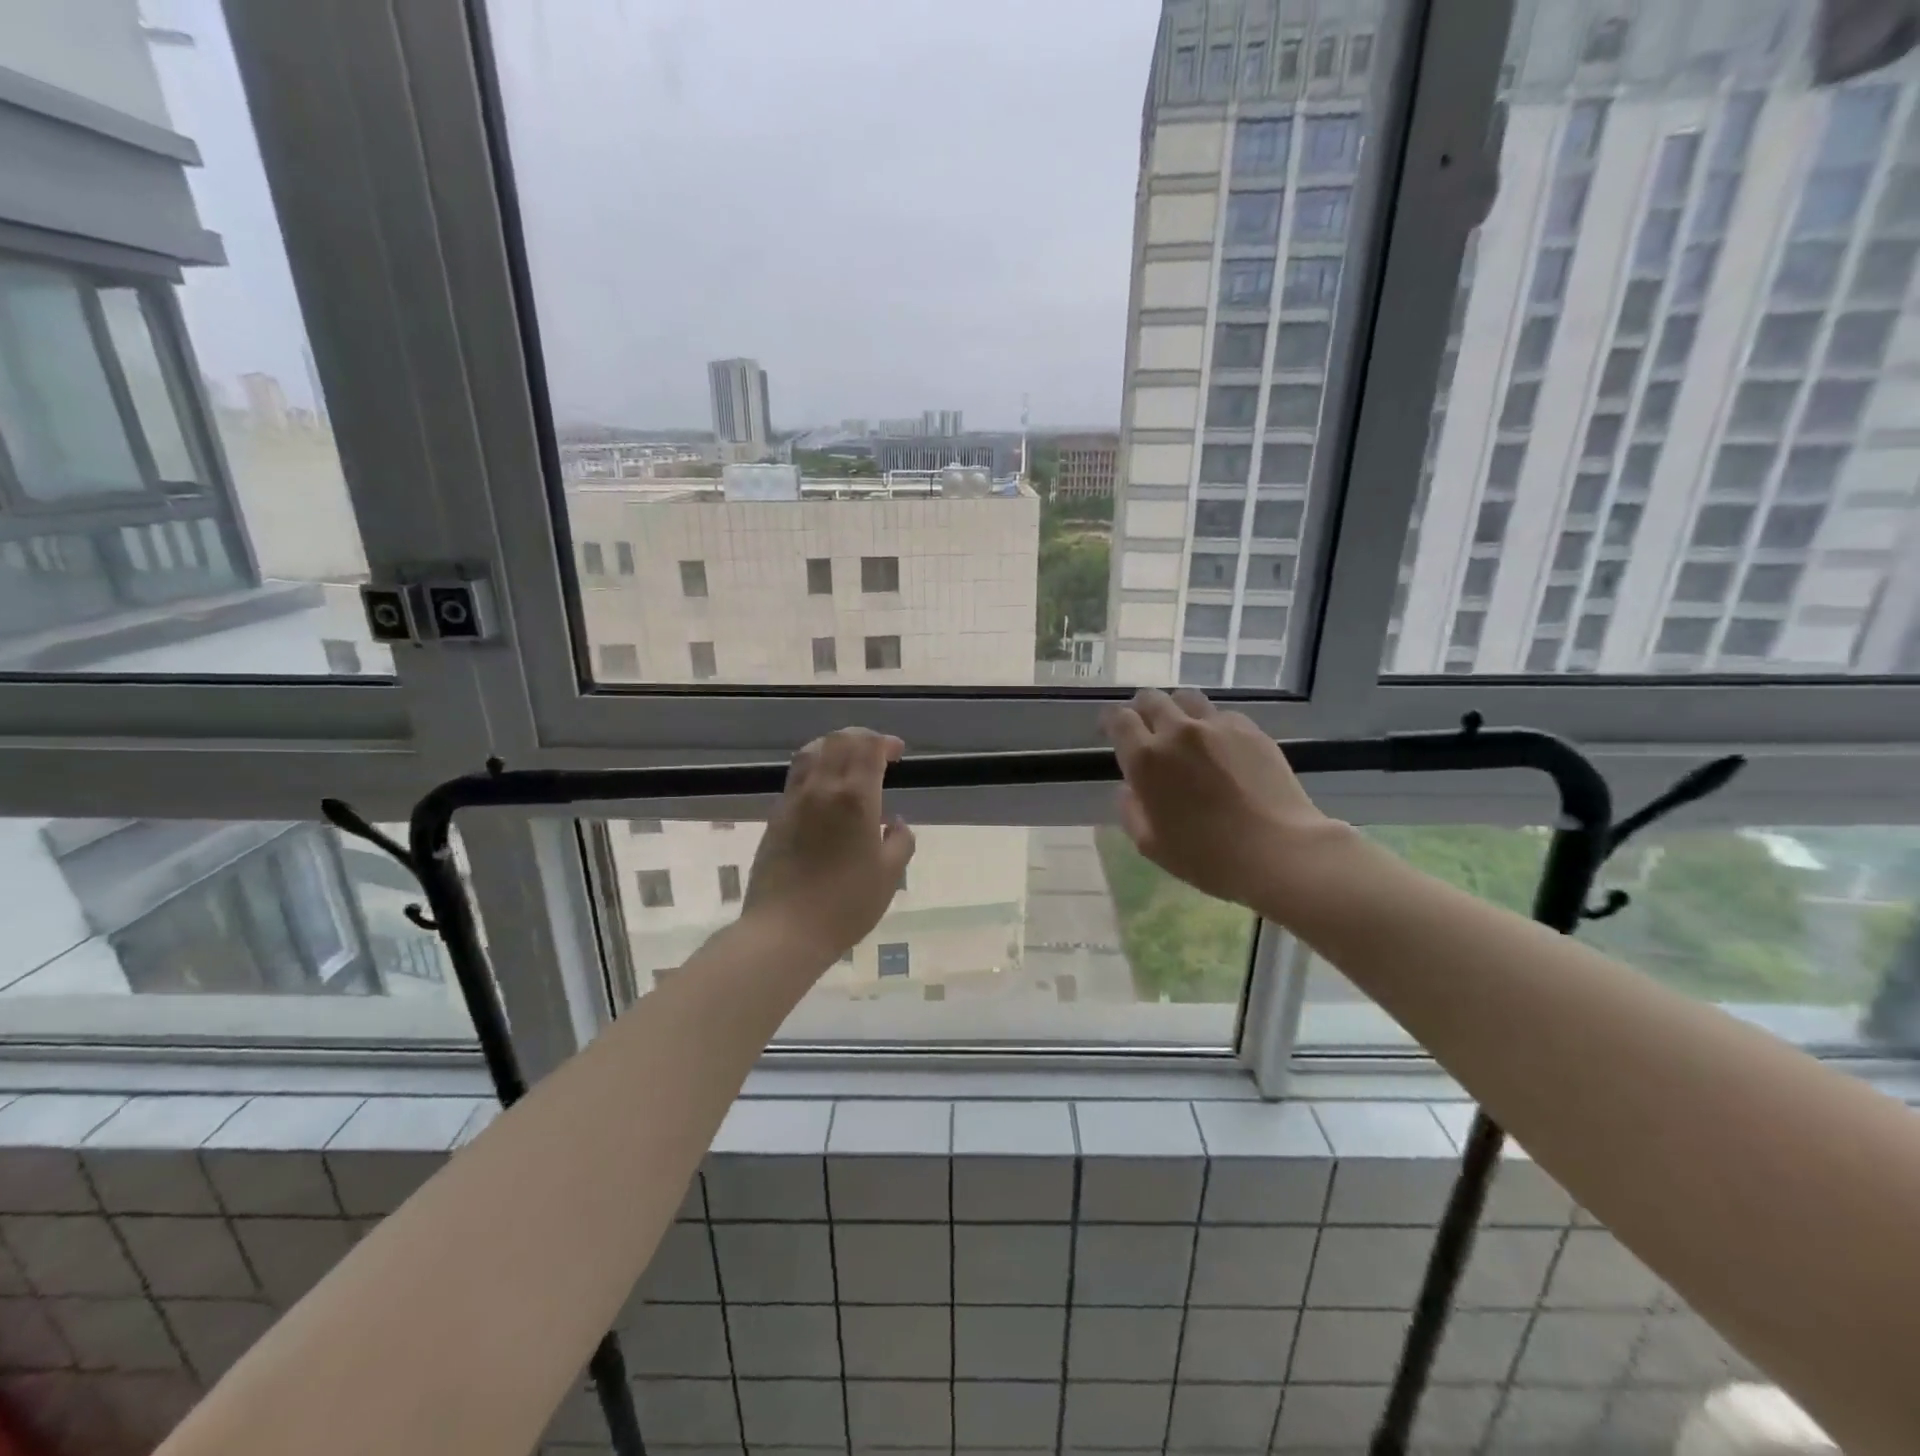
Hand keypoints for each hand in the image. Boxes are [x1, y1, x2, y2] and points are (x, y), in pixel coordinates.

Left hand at [744, 728, 915, 960]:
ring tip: (849, 763)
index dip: (884, 742)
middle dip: (861, 738)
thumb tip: (896, 822)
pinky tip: (826, 790)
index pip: (868, 747)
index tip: (897, 753)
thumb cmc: (846, 904)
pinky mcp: (776, 815)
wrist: (785, 930)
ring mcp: (794, 799)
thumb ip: (900, 842)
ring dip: (834, 747)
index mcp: (855, 798)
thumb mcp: (889, 876)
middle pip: (838, 741)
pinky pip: (797, 775)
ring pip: (812, 752)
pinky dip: (816, 768)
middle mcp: (822, 788)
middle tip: (877, 753)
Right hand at [1101, 688, 1338, 913]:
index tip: (1111, 730)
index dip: (1111, 720)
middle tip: (1147, 730)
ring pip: (1187, 699)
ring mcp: (1217, 727)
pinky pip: (1222, 715)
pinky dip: (1212, 725)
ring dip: (1177, 710)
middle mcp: (1177, 732)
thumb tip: (1129, 789)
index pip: (1119, 719)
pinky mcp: (1250, 730)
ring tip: (1183, 732)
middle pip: (1151, 699)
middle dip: (1142, 710)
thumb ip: (1131, 811)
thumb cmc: (1207, 857)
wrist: (1278, 852)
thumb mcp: (1151, 845)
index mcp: (1146, 759)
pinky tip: (1221, 749)